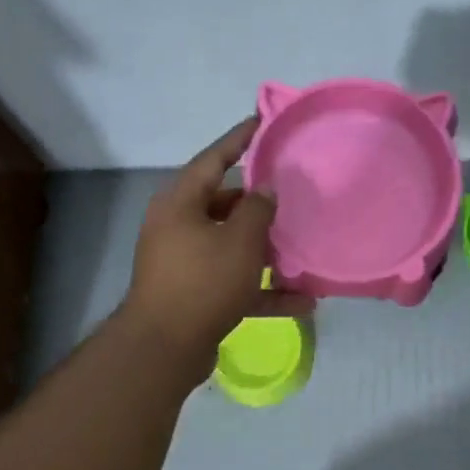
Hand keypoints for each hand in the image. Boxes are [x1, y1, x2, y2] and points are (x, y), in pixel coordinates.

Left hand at [119, 117, 312, 380]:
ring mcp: (185, 262)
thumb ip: (258, 209)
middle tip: (291, 194)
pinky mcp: (196, 294)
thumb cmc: (204, 281)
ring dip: (266, 251)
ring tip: (300, 248)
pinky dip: (263, 289)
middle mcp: (178, 227)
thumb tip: (265, 189)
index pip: (213, 160)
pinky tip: (302, 302)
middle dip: (259, 204)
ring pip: (232, 246)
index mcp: (181, 203)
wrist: (167, 346)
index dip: (239, 140)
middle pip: (224, 204)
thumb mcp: (240, 240)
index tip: (262, 122)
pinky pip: (235, 282)